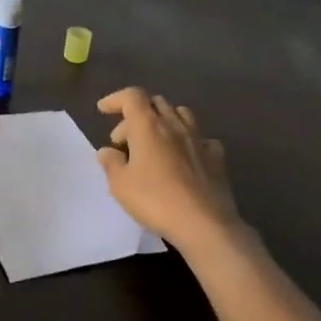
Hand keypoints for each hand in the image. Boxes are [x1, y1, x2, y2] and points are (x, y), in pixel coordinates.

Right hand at [96, 88, 238, 246]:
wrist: (204, 223)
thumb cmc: (155, 200)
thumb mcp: (120, 184)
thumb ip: (111, 163)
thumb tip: (107, 151)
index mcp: (149, 126)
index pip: (132, 96)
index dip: (116, 99)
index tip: (103, 110)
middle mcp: (175, 125)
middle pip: (155, 103)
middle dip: (135, 115)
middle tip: (123, 140)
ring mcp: (199, 140)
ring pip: (181, 114)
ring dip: (163, 121)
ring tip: (154, 143)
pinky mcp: (216, 158)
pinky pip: (201, 139)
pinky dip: (188, 141)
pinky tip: (184, 156)